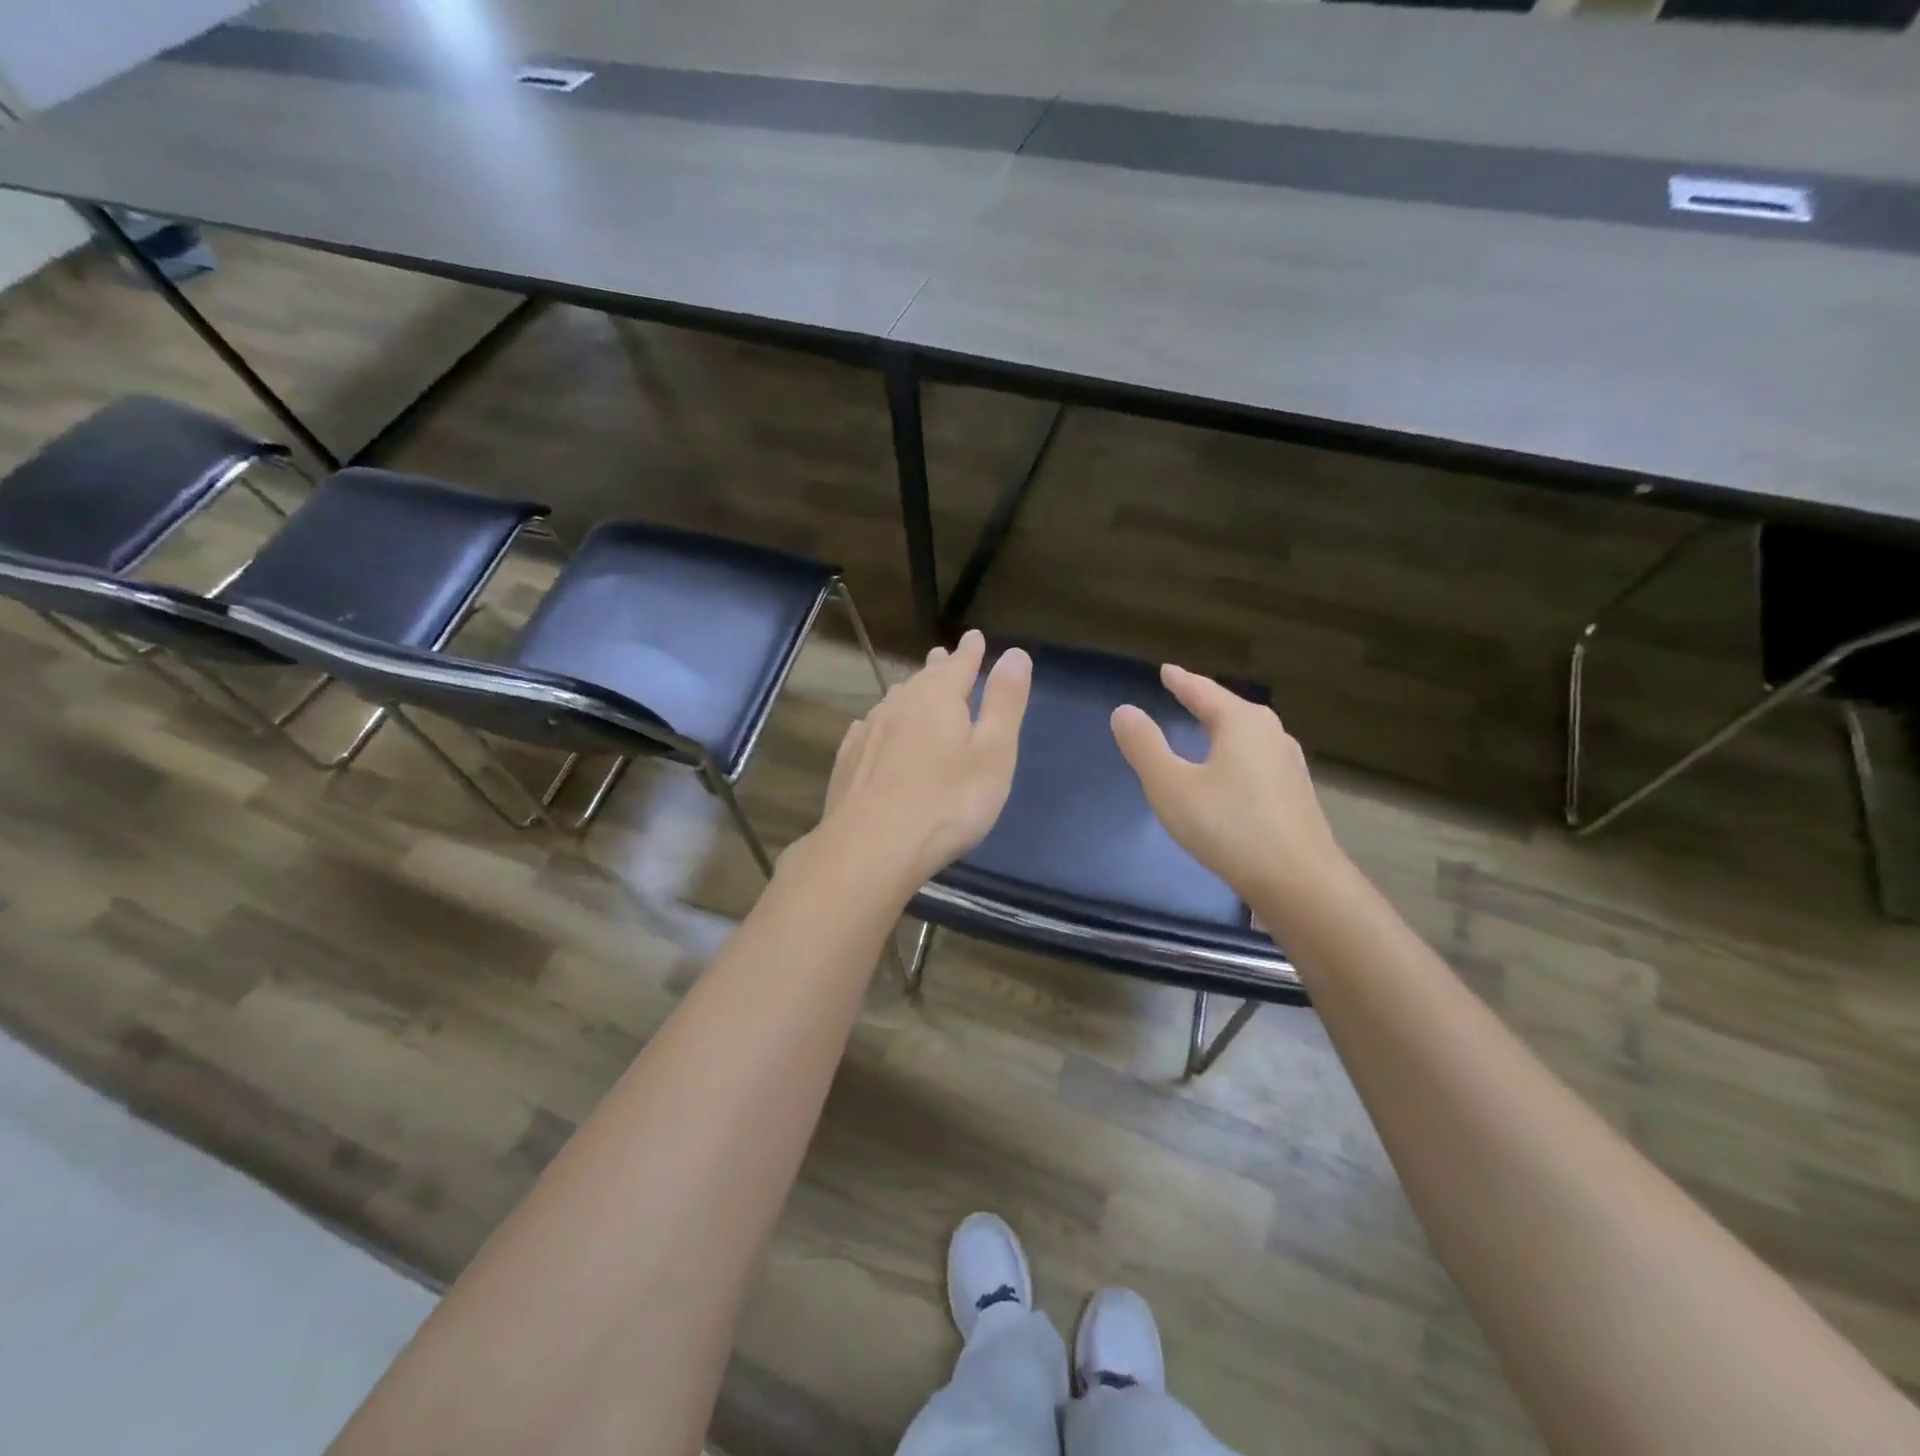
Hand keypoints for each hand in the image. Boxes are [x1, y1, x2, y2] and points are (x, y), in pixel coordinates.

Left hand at [810, 629, 1031, 891]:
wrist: (872, 846)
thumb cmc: (948, 801)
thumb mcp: (993, 753)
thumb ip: (1004, 703)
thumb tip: (1015, 654)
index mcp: (939, 698)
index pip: (960, 664)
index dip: (971, 652)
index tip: (975, 637)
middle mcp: (900, 705)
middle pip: (922, 679)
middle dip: (937, 668)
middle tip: (943, 657)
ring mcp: (869, 732)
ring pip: (893, 702)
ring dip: (908, 693)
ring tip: (914, 689)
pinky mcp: (848, 761)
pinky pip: (869, 729)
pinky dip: (880, 723)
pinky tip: (874, 729)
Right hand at [1110, 664, 1350, 919]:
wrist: (1298, 882)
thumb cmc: (1228, 826)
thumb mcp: (1171, 786)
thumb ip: (1145, 746)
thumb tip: (1124, 711)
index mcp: (1242, 723)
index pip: (1203, 691)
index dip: (1181, 681)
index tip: (1166, 670)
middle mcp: (1271, 735)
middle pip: (1230, 710)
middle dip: (1205, 703)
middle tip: (1183, 695)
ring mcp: (1289, 766)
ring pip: (1247, 737)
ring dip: (1223, 731)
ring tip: (1205, 731)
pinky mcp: (1296, 796)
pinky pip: (1257, 762)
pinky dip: (1236, 758)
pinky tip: (1231, 776)